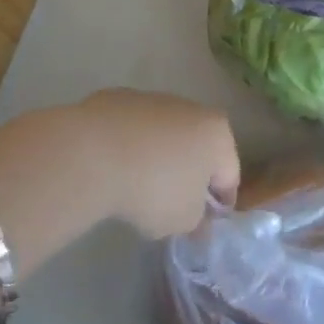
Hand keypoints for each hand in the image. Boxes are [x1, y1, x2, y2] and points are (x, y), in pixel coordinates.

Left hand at [71, 89, 240, 237]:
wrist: (94, 153)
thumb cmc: (154, 188)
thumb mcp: (184, 220)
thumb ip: (198, 221)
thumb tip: (198, 218)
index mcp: (218, 134)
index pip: (230, 175)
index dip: (219, 204)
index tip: (204, 225)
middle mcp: (192, 108)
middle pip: (198, 148)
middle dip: (189, 175)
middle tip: (172, 206)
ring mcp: (154, 99)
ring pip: (165, 136)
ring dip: (159, 158)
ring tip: (137, 188)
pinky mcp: (120, 99)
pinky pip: (133, 131)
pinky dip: (130, 147)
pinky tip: (114, 169)